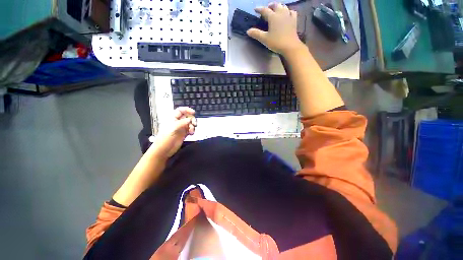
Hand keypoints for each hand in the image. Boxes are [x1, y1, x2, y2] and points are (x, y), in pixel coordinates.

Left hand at [152, 107, 196, 158]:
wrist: (164, 150)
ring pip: (190, 123)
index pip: (180, 110)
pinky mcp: (184, 134)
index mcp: (172, 119)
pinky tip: (191, 133)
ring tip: (191, 131)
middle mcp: (177, 122)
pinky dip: (192, 131)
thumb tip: (190, 119)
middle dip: (192, 119)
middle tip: (194, 123)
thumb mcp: (172, 128)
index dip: (187, 110)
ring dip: (192, 126)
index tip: (193, 112)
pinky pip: (191, 130)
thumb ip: (182, 123)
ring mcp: (181, 128)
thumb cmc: (164, 139)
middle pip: (187, 117)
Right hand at [247, 2, 304, 55]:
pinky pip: (291, 12)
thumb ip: (256, 34)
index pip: (264, 10)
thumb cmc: (276, 42)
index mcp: (273, 17)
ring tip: (275, 10)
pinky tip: (287, 14)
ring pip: (283, 7)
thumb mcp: (264, 39)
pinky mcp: (294, 20)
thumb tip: (248, 31)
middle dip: (270, 6)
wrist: (290, 46)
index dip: (259, 9)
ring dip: (278, 7)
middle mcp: (281, 13)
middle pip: (275, 5)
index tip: (255, 9)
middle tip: (267, 9)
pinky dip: (288, 11)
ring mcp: (288, 16)